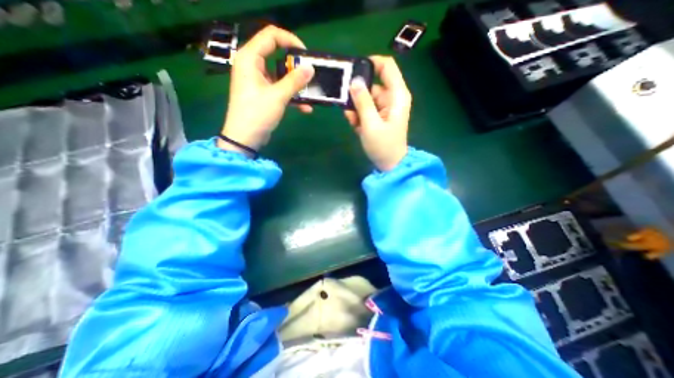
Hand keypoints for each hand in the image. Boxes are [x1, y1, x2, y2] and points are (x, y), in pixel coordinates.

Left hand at [221, 25, 315, 155]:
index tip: (306, 54)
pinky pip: (280, 89)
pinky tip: (305, 108)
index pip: (271, 36)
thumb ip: (295, 81)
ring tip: (311, 93)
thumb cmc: (257, 114)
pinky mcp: (263, 94)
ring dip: (296, 85)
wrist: (245, 138)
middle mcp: (253, 66)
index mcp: (250, 58)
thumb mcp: (278, 96)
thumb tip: (311, 68)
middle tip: (310, 75)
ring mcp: (258, 81)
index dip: (290, 40)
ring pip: (281, 75)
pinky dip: (292, 97)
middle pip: (277, 55)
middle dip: (296, 66)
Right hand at [344, 54, 413, 170]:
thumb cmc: (383, 146)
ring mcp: (385, 108)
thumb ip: (362, 102)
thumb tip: (354, 81)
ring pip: (366, 99)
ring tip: (352, 121)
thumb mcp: (371, 124)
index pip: (387, 66)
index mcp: (397, 95)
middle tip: (347, 106)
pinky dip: (359, 116)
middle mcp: (392, 98)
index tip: (353, 71)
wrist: (390, 165)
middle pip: (372, 85)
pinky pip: (366, 109)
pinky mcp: (379, 116)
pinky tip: (356, 126)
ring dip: (356, 109)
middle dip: (357, 95)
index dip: (371, 63)